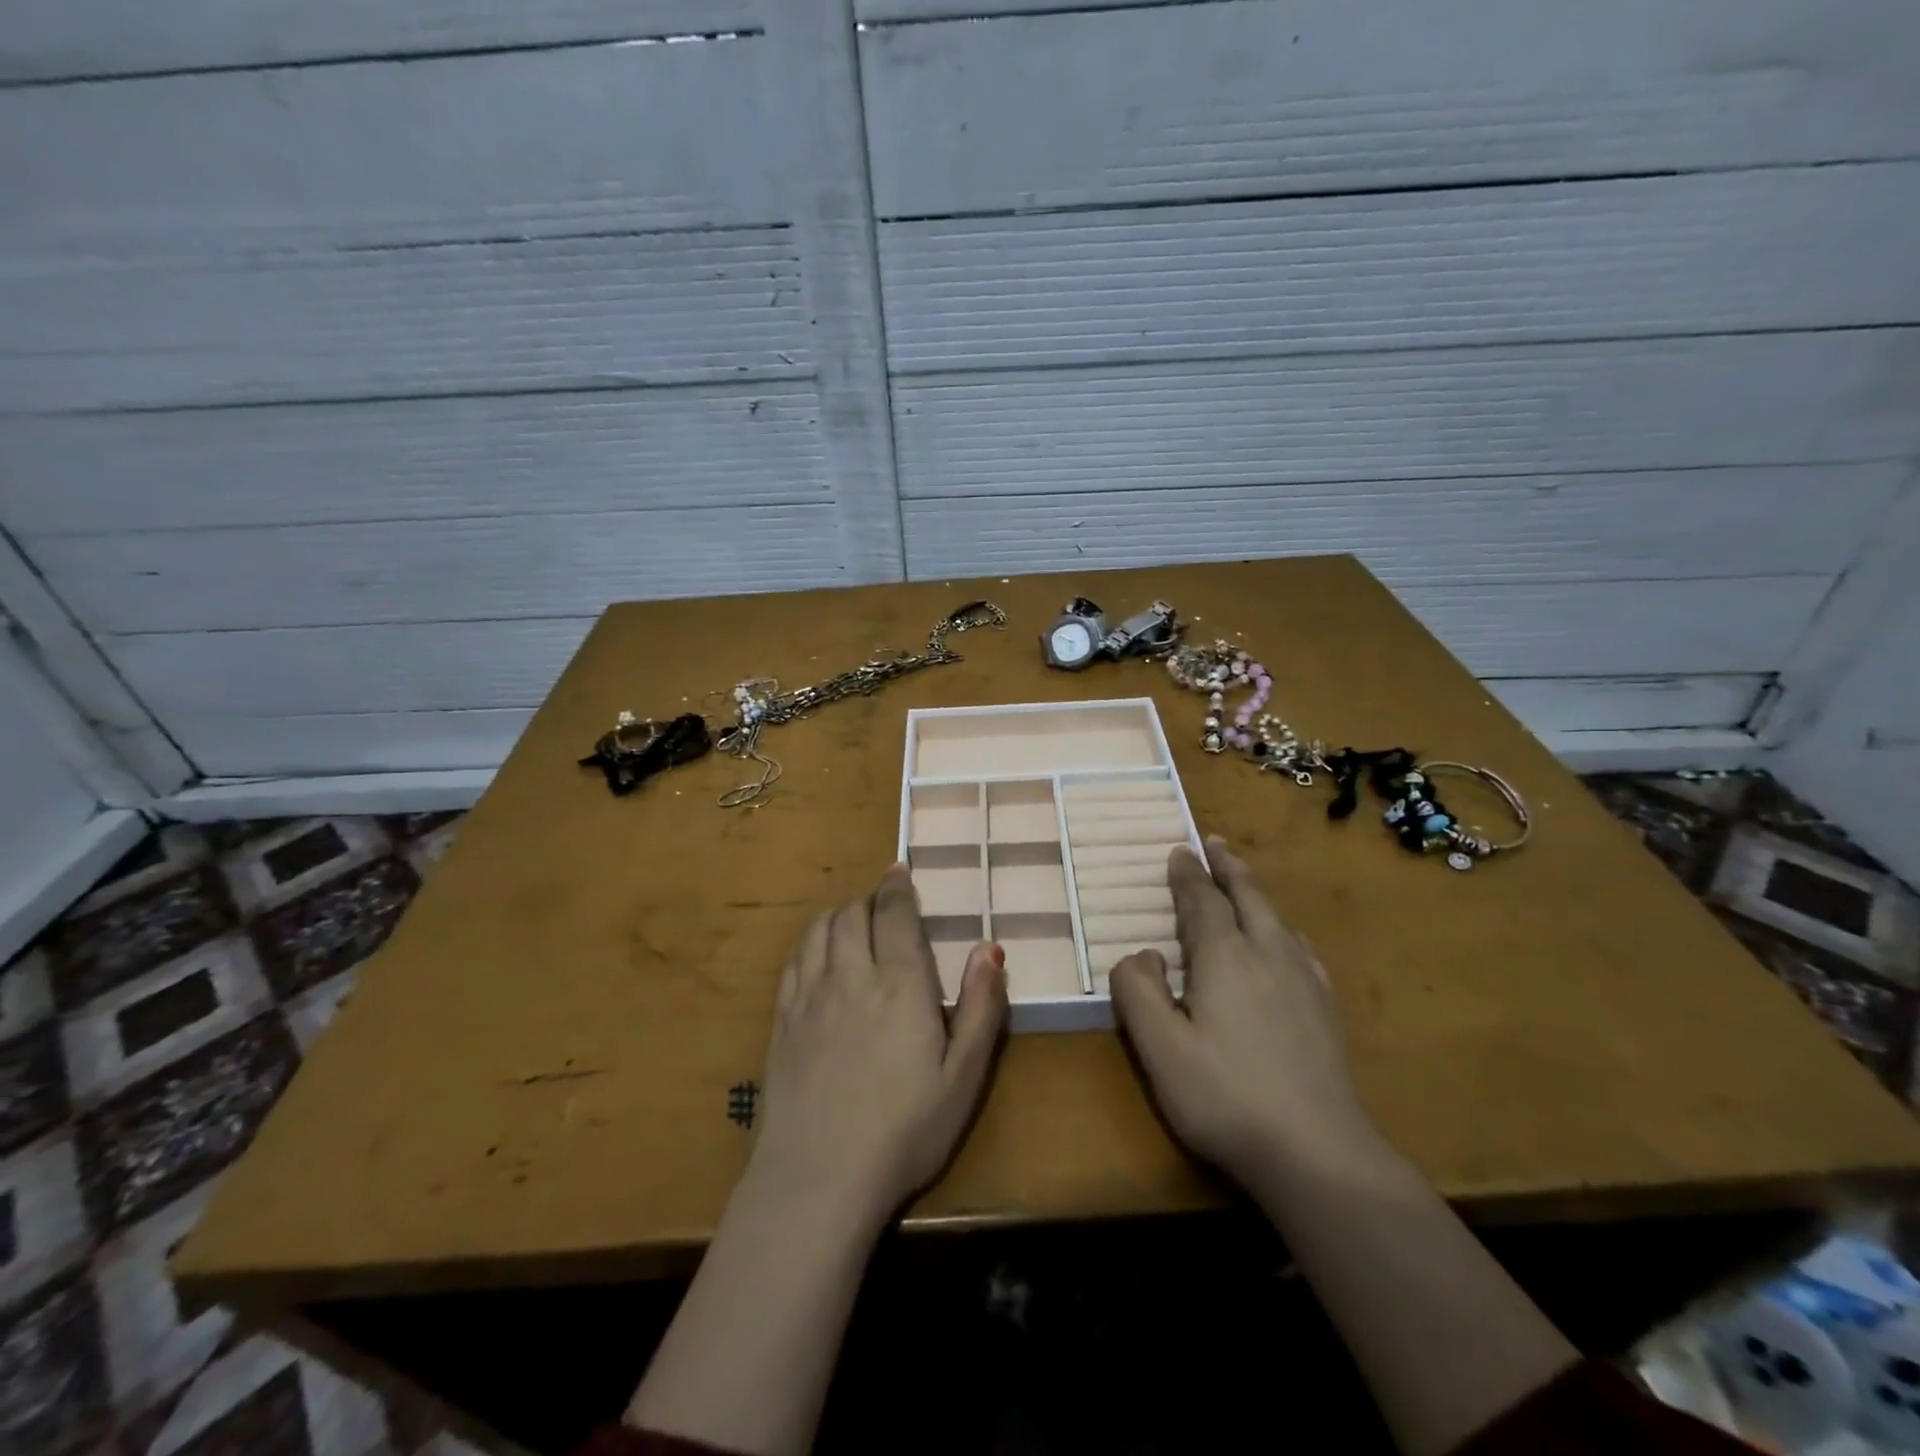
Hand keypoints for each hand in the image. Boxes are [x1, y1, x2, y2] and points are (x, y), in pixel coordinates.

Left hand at [748, 863, 1008, 1225]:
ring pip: (820, 929)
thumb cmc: (905, 1131)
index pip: (896, 914)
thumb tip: (990, 947)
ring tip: (852, 917)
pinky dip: (809, 940)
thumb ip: (981, 1007)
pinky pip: (793, 959)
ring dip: (839, 913)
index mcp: (901, 984)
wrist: (819, 1178)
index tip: (900, 871)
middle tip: (883, 902)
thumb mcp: (964, 1077)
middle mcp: (852, 975)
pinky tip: (817, 950)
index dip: (898, 887)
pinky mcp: (782, 1019)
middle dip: (870, 898)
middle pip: (854, 913)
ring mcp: (810, 996)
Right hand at [1109, 835, 1367, 1184]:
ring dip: (1255, 893)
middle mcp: (1268, 955)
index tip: (1179, 850)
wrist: (1320, 1154)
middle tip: (1215, 843)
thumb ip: (1138, 992)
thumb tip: (1143, 955)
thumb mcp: (1159, 1048)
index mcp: (1225, 958)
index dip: (1188, 875)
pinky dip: (1283, 929)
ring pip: (1277, 919)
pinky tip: (1288, 943)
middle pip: (1248, 897)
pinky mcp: (1326, 1010)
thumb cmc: (1226, 1097)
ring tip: (1244, 883)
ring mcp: (1305, 982)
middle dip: (1228, 868)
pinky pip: (1301, 948)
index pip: (1203, 902)